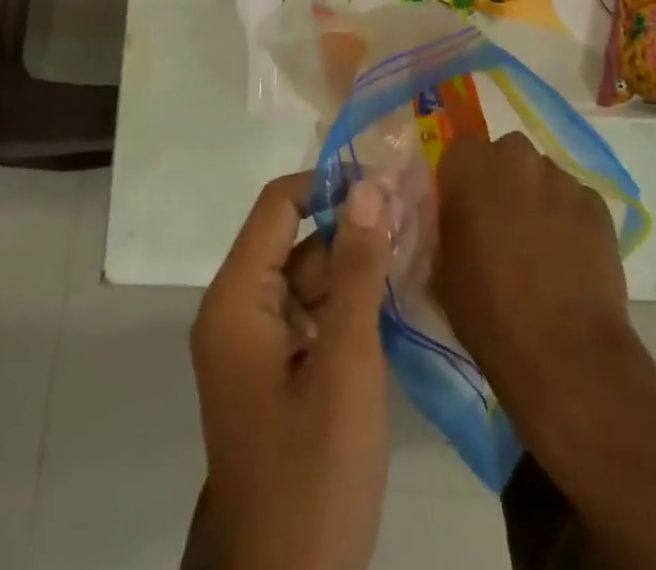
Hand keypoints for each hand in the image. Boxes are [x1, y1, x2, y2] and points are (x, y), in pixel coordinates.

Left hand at [188, 172, 392, 569]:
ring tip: (418, 247)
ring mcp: (256, 344)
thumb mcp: (346, 362)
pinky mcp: (277, 372)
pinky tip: (397, 296)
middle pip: (295, 240)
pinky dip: (350, 303)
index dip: (328, 184)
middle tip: (417, 216)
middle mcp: (238, 311)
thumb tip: (370, 187)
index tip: (386, 183)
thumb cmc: (314, 471)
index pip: (278, 205)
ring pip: (308, 277)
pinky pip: (313, 314)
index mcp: (237, 299)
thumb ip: (358, 269)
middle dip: (352, 227)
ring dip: (357, 265)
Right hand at [433, 132, 634, 420]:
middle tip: (500, 223)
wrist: (566, 353)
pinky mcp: (597, 203)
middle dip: (501, 179)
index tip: (462, 209)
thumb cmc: (489, 313)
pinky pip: (574, 199)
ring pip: (541, 175)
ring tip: (540, 245)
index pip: (458, 151)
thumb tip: (452, 218)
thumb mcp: (441, 269)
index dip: (460, 178)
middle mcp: (515, 158)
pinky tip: (569, 257)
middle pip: (505, 154)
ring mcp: (561, 178)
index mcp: (469, 168)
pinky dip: (568, 218)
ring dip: (536, 197)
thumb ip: (445, 227)